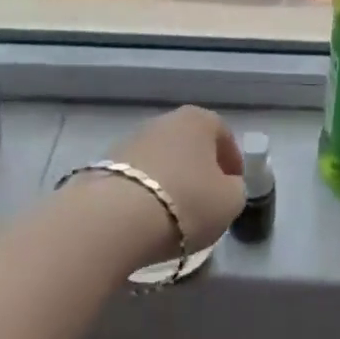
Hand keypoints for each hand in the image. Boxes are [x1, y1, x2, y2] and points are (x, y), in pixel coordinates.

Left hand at [107, 106, 245, 256]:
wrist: (114, 219)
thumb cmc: (185, 202)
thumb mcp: (230, 201)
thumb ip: (235, 189)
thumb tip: (225, 186)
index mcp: (198, 120)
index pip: (223, 135)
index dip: (232, 162)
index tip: (234, 187)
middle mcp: (163, 121)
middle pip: (189, 144)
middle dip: (199, 169)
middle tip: (205, 201)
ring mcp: (130, 140)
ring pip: (161, 160)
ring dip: (170, 181)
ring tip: (173, 214)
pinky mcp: (104, 165)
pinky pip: (136, 178)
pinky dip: (145, 193)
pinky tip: (147, 218)